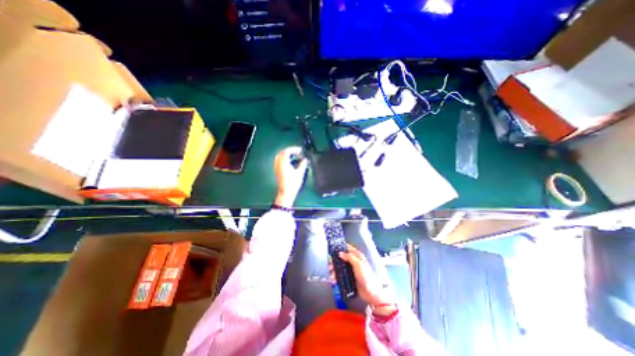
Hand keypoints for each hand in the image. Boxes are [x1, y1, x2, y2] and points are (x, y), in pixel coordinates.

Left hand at [274, 145, 309, 207]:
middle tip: (297, 152)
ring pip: (280, 157)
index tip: (301, 150)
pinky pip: (279, 161)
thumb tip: (305, 159)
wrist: (286, 193)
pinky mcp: (277, 171)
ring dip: (286, 154)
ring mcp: (277, 167)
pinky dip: (284, 159)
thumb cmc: (293, 183)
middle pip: (282, 152)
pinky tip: (290, 162)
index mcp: (283, 163)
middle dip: (290, 151)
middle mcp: (278, 163)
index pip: (287, 151)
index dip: (294, 149)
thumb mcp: (300, 173)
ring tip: (294, 156)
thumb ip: (303, 164)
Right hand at [334, 243, 394, 315]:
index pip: (348, 248)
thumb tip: (340, 253)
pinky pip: (340, 275)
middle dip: (334, 261)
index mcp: (357, 256)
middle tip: (329, 265)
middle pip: (341, 258)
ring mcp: (350, 270)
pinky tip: (333, 280)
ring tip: (331, 275)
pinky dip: (335, 277)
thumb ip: (350, 257)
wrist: (370, 293)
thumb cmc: (366, 276)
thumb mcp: (359, 264)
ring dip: (334, 270)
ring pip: (339, 267)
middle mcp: (353, 261)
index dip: (340, 247)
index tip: (332, 248)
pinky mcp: (348, 278)